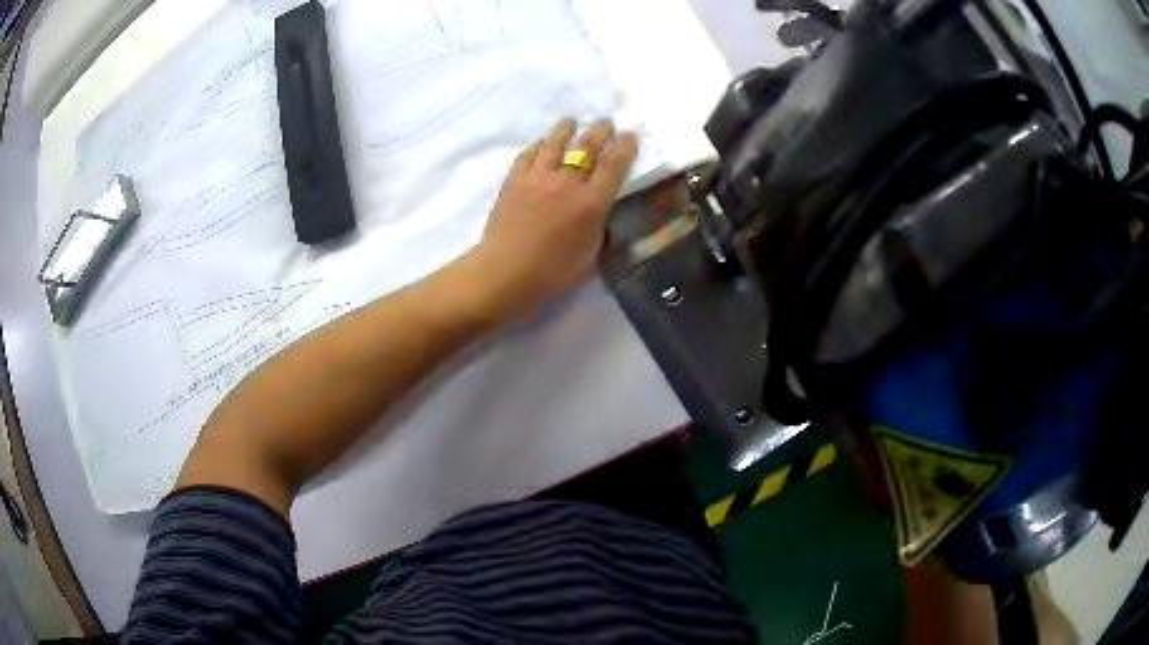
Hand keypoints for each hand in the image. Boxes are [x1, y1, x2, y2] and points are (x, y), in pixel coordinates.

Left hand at [475, 117, 638, 311]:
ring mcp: (538, 177)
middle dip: (600, 131)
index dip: (625, 148)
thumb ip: (598, 230)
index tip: (630, 135)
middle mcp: (568, 182)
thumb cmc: (551, 273)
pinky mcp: (514, 180)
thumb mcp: (589, 257)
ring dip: (566, 129)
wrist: (505, 271)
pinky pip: (528, 154)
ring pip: (555, 143)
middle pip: (587, 147)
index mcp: (591, 203)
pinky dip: (538, 145)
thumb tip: (599, 215)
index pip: (614, 166)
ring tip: (571, 121)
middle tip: (607, 122)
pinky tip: (542, 142)